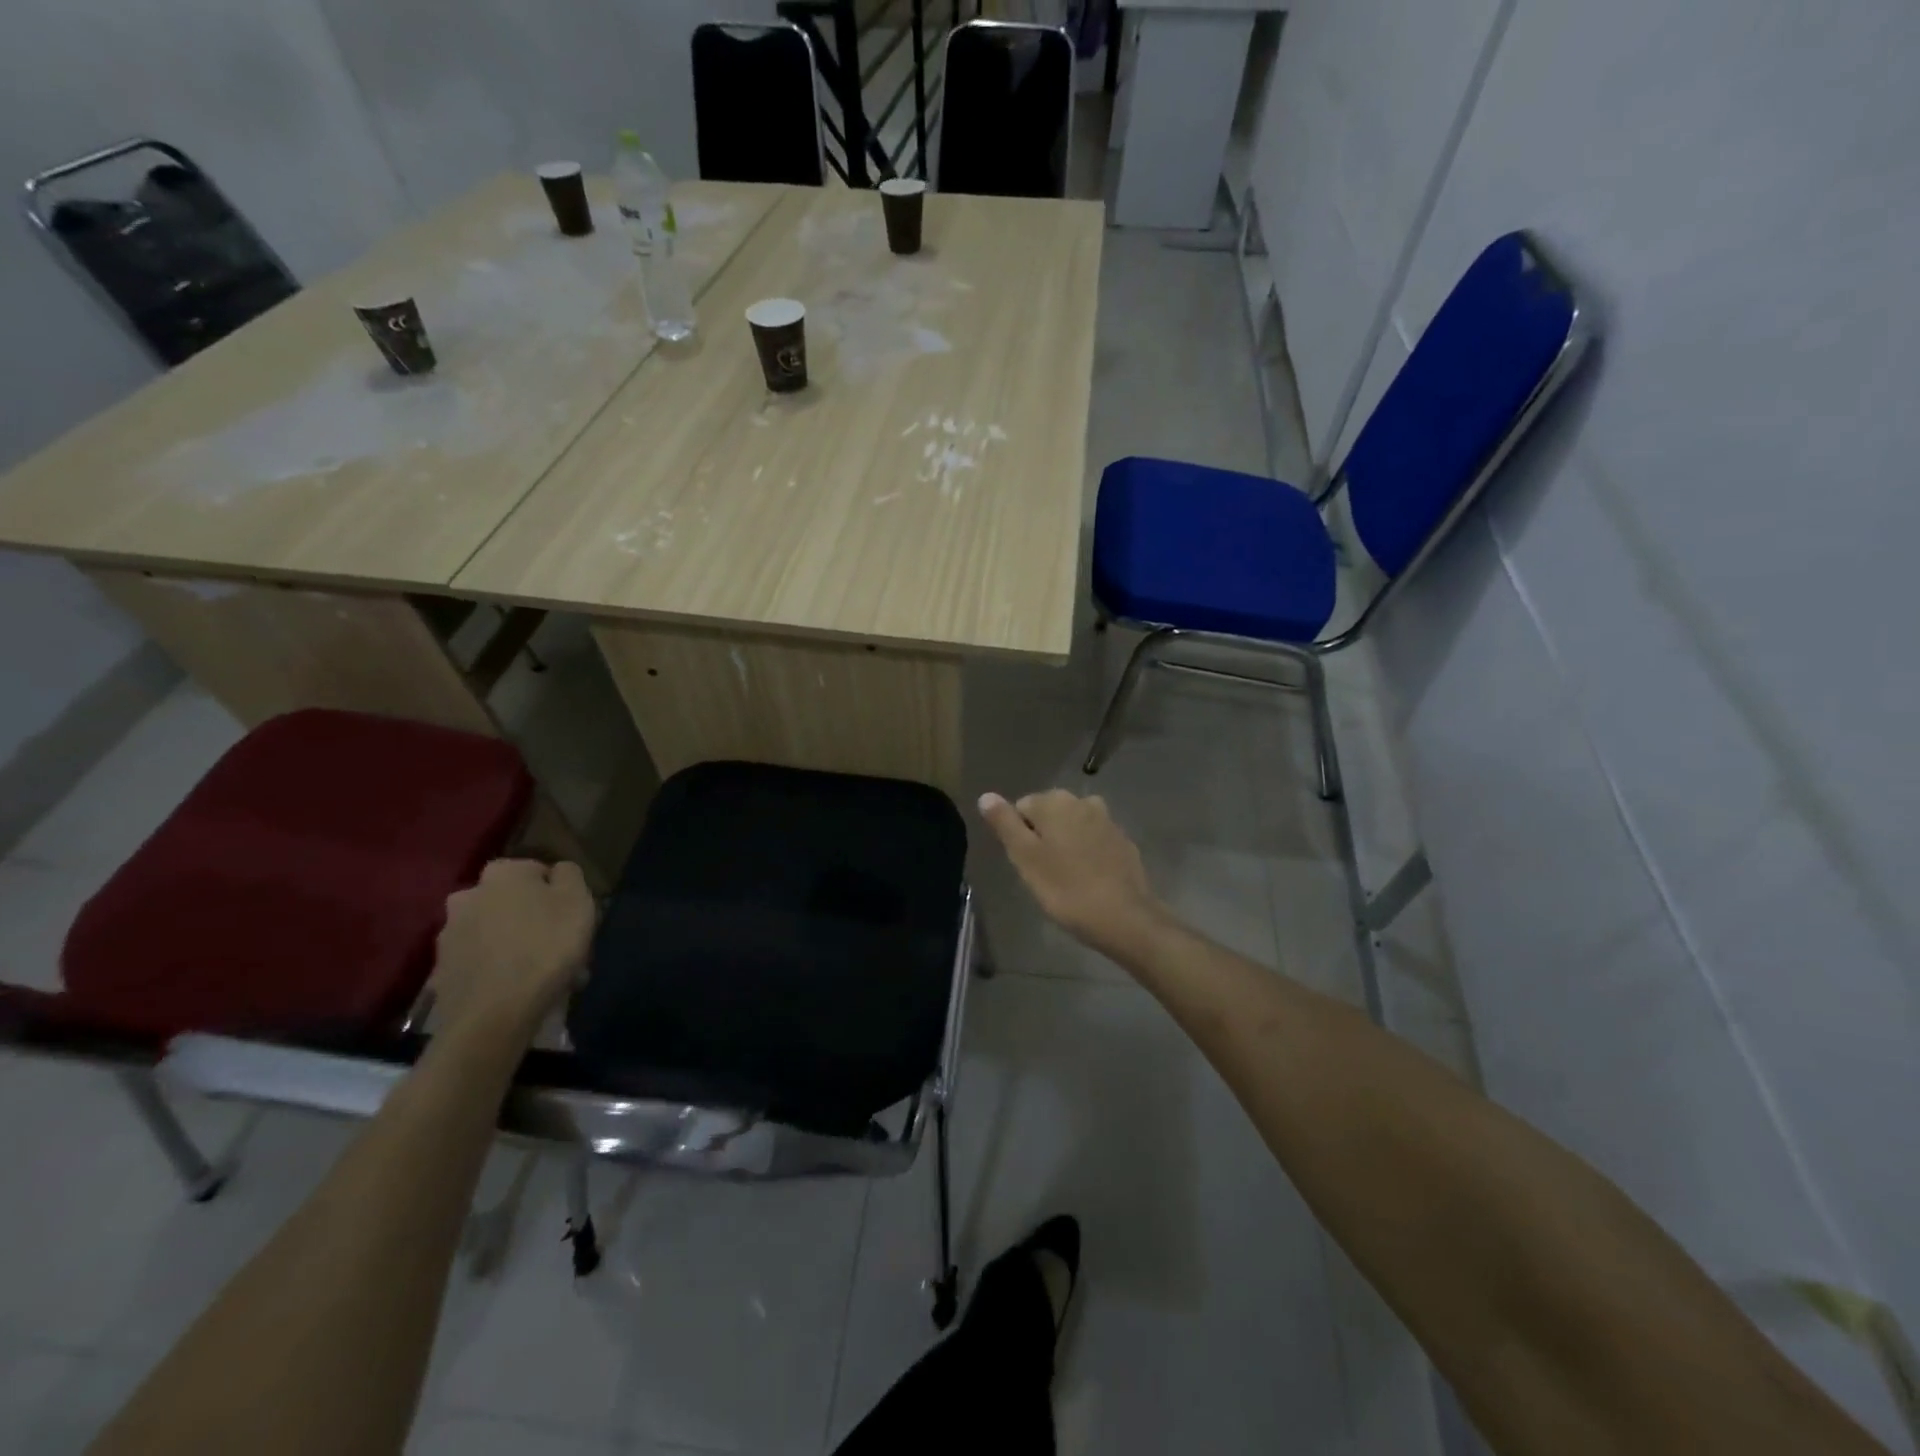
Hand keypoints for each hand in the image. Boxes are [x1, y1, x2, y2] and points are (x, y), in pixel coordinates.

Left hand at [430, 859, 595, 1040]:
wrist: (494, 1014)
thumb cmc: (545, 946)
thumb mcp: (578, 900)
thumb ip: (569, 875)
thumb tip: (557, 872)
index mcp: (502, 873)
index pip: (538, 872)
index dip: (559, 894)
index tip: (573, 918)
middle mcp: (468, 896)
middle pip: (513, 903)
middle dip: (535, 920)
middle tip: (559, 947)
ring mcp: (450, 936)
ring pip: (497, 934)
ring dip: (518, 946)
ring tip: (544, 975)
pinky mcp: (443, 972)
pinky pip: (482, 963)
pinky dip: (500, 970)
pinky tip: (521, 990)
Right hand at [978, 790, 1168, 958]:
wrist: (1125, 917)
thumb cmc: (1066, 889)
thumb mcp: (1025, 858)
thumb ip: (1005, 824)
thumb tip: (986, 796)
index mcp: (1054, 802)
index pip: (1021, 808)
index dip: (1020, 838)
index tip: (1028, 865)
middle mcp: (1082, 801)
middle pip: (1048, 814)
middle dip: (1043, 838)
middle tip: (1044, 874)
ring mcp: (1107, 820)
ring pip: (1072, 827)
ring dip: (1065, 845)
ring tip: (1066, 878)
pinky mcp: (1123, 841)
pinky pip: (1094, 840)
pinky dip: (1087, 854)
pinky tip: (1089, 879)